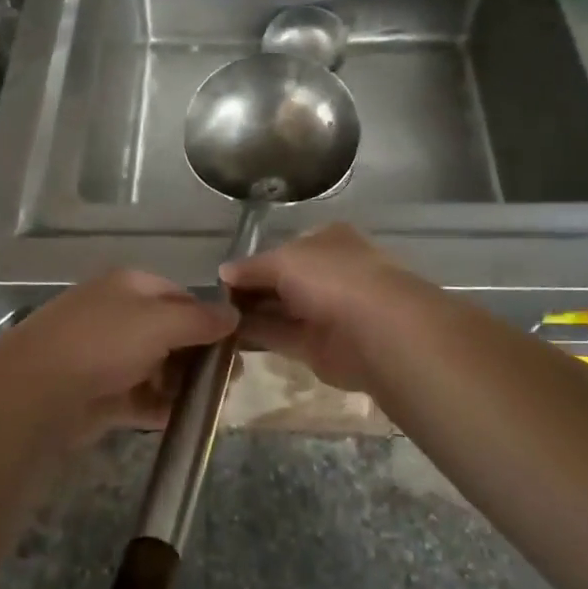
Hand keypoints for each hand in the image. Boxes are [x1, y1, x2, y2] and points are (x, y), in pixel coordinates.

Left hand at [0, 269, 236, 446]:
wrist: (35, 391)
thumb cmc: (102, 343)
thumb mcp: (159, 322)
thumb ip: (200, 319)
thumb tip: (234, 315)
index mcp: (130, 287)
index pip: (180, 296)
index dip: (209, 318)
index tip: (237, 346)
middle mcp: (118, 316)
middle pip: (170, 333)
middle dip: (199, 355)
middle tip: (231, 381)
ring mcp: (107, 356)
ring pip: (157, 367)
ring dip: (183, 384)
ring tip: (214, 405)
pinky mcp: (99, 394)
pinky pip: (140, 397)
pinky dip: (162, 407)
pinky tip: (185, 421)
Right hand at [219, 225, 430, 395]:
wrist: (377, 331)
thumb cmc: (332, 278)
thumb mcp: (284, 260)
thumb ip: (252, 266)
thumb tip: (223, 272)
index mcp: (327, 241)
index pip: (285, 248)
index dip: (254, 261)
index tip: (222, 274)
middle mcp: (328, 274)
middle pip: (280, 280)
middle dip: (249, 288)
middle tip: (210, 299)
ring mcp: (325, 311)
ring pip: (279, 309)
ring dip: (249, 313)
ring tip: (212, 317)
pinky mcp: (318, 346)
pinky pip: (280, 336)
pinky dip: (257, 336)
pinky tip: (226, 336)